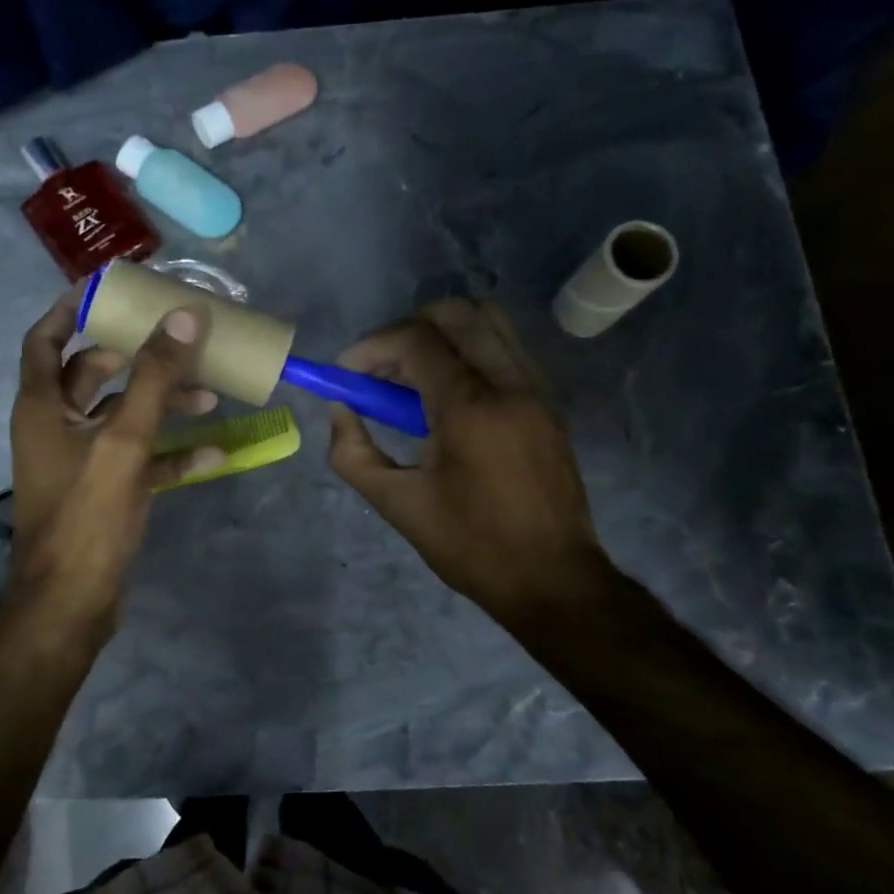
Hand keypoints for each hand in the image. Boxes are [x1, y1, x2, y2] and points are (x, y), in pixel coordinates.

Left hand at [8, 289, 225, 626]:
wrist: (72, 603)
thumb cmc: (87, 515)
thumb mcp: (124, 441)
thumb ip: (152, 379)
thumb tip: (182, 317)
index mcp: (42, 406)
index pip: (46, 340)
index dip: (71, 309)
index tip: (108, 289)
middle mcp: (55, 426)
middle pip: (93, 374)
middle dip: (138, 358)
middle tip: (177, 341)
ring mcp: (79, 460)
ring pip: (121, 416)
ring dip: (161, 404)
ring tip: (209, 396)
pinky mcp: (102, 490)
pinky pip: (137, 458)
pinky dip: (169, 453)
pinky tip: (212, 454)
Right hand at [327, 298, 610, 624]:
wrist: (553, 580)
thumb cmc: (470, 545)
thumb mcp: (397, 504)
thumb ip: (352, 453)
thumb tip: (340, 410)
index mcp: (470, 408)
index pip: (415, 339)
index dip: (371, 347)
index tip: (346, 374)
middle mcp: (509, 384)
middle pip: (456, 313)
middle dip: (406, 329)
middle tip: (381, 369)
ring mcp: (536, 389)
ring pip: (487, 323)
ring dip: (442, 336)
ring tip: (413, 379)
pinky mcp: (549, 403)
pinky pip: (505, 349)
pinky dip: (469, 352)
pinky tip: (448, 396)